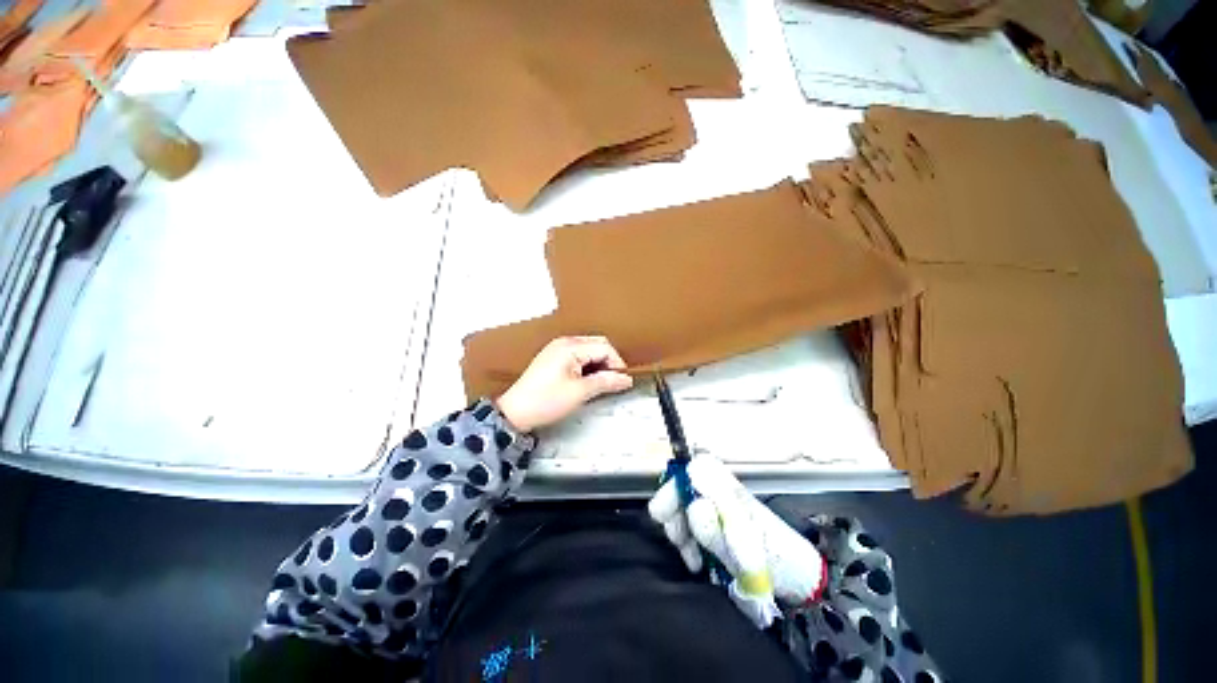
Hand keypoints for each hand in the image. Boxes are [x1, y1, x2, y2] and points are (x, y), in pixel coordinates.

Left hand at [496, 336, 633, 432]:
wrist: (515, 412)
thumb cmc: (545, 401)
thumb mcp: (580, 392)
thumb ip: (606, 382)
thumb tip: (626, 379)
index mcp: (571, 346)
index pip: (605, 348)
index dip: (616, 364)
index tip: (621, 381)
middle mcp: (564, 342)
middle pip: (597, 345)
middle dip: (608, 363)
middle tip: (612, 382)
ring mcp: (557, 349)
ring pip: (589, 351)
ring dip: (598, 365)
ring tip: (598, 384)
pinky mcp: (553, 358)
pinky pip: (578, 356)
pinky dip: (587, 367)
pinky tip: (586, 381)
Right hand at [648, 454, 825, 626]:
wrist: (797, 580)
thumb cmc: (778, 556)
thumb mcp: (748, 546)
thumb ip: (720, 528)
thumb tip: (694, 506)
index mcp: (727, 487)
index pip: (693, 469)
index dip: (675, 485)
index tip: (664, 512)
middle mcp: (718, 492)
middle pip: (682, 488)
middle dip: (673, 513)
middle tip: (677, 540)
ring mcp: (715, 509)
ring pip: (682, 509)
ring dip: (681, 532)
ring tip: (692, 558)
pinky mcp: (714, 527)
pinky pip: (690, 528)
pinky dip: (687, 543)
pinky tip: (696, 560)